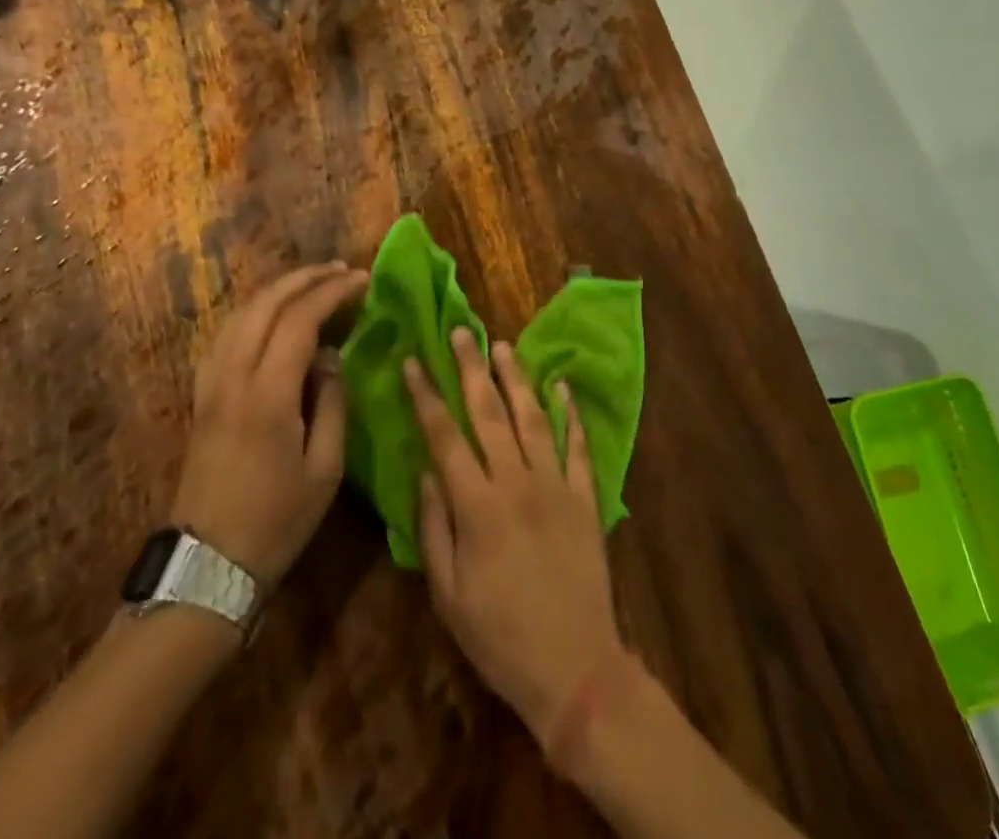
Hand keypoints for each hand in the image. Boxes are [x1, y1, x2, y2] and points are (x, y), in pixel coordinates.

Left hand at [169, 262, 368, 586]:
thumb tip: (330, 357)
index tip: (362, 280)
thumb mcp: (325, 470)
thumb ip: (333, 403)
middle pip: (265, 305)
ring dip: (277, 290)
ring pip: (240, 314)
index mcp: (267, 395)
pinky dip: (253, 312)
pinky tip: (271, 315)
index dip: (332, 293)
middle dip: (305, 279)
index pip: (300, 320)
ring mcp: (210, 385)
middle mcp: (233, 377)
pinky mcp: (200, 396)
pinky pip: (225, 335)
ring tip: (311, 283)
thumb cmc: (276, 522)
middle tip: (341, 270)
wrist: (206, 567)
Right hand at [406, 328, 630, 750]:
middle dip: (471, 368)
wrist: (575, 667)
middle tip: (462, 331)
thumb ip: (433, 527)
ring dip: (516, 378)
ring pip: (533, 417)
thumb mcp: (448, 594)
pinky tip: (562, 385)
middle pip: (489, 412)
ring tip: (502, 346)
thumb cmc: (500, 636)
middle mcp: (516, 481)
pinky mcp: (585, 497)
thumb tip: (425, 472)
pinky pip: (579, 445)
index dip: (425, 396)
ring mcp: (556, 484)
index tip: (413, 361)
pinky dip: (571, 413)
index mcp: (477, 505)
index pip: (444, 436)